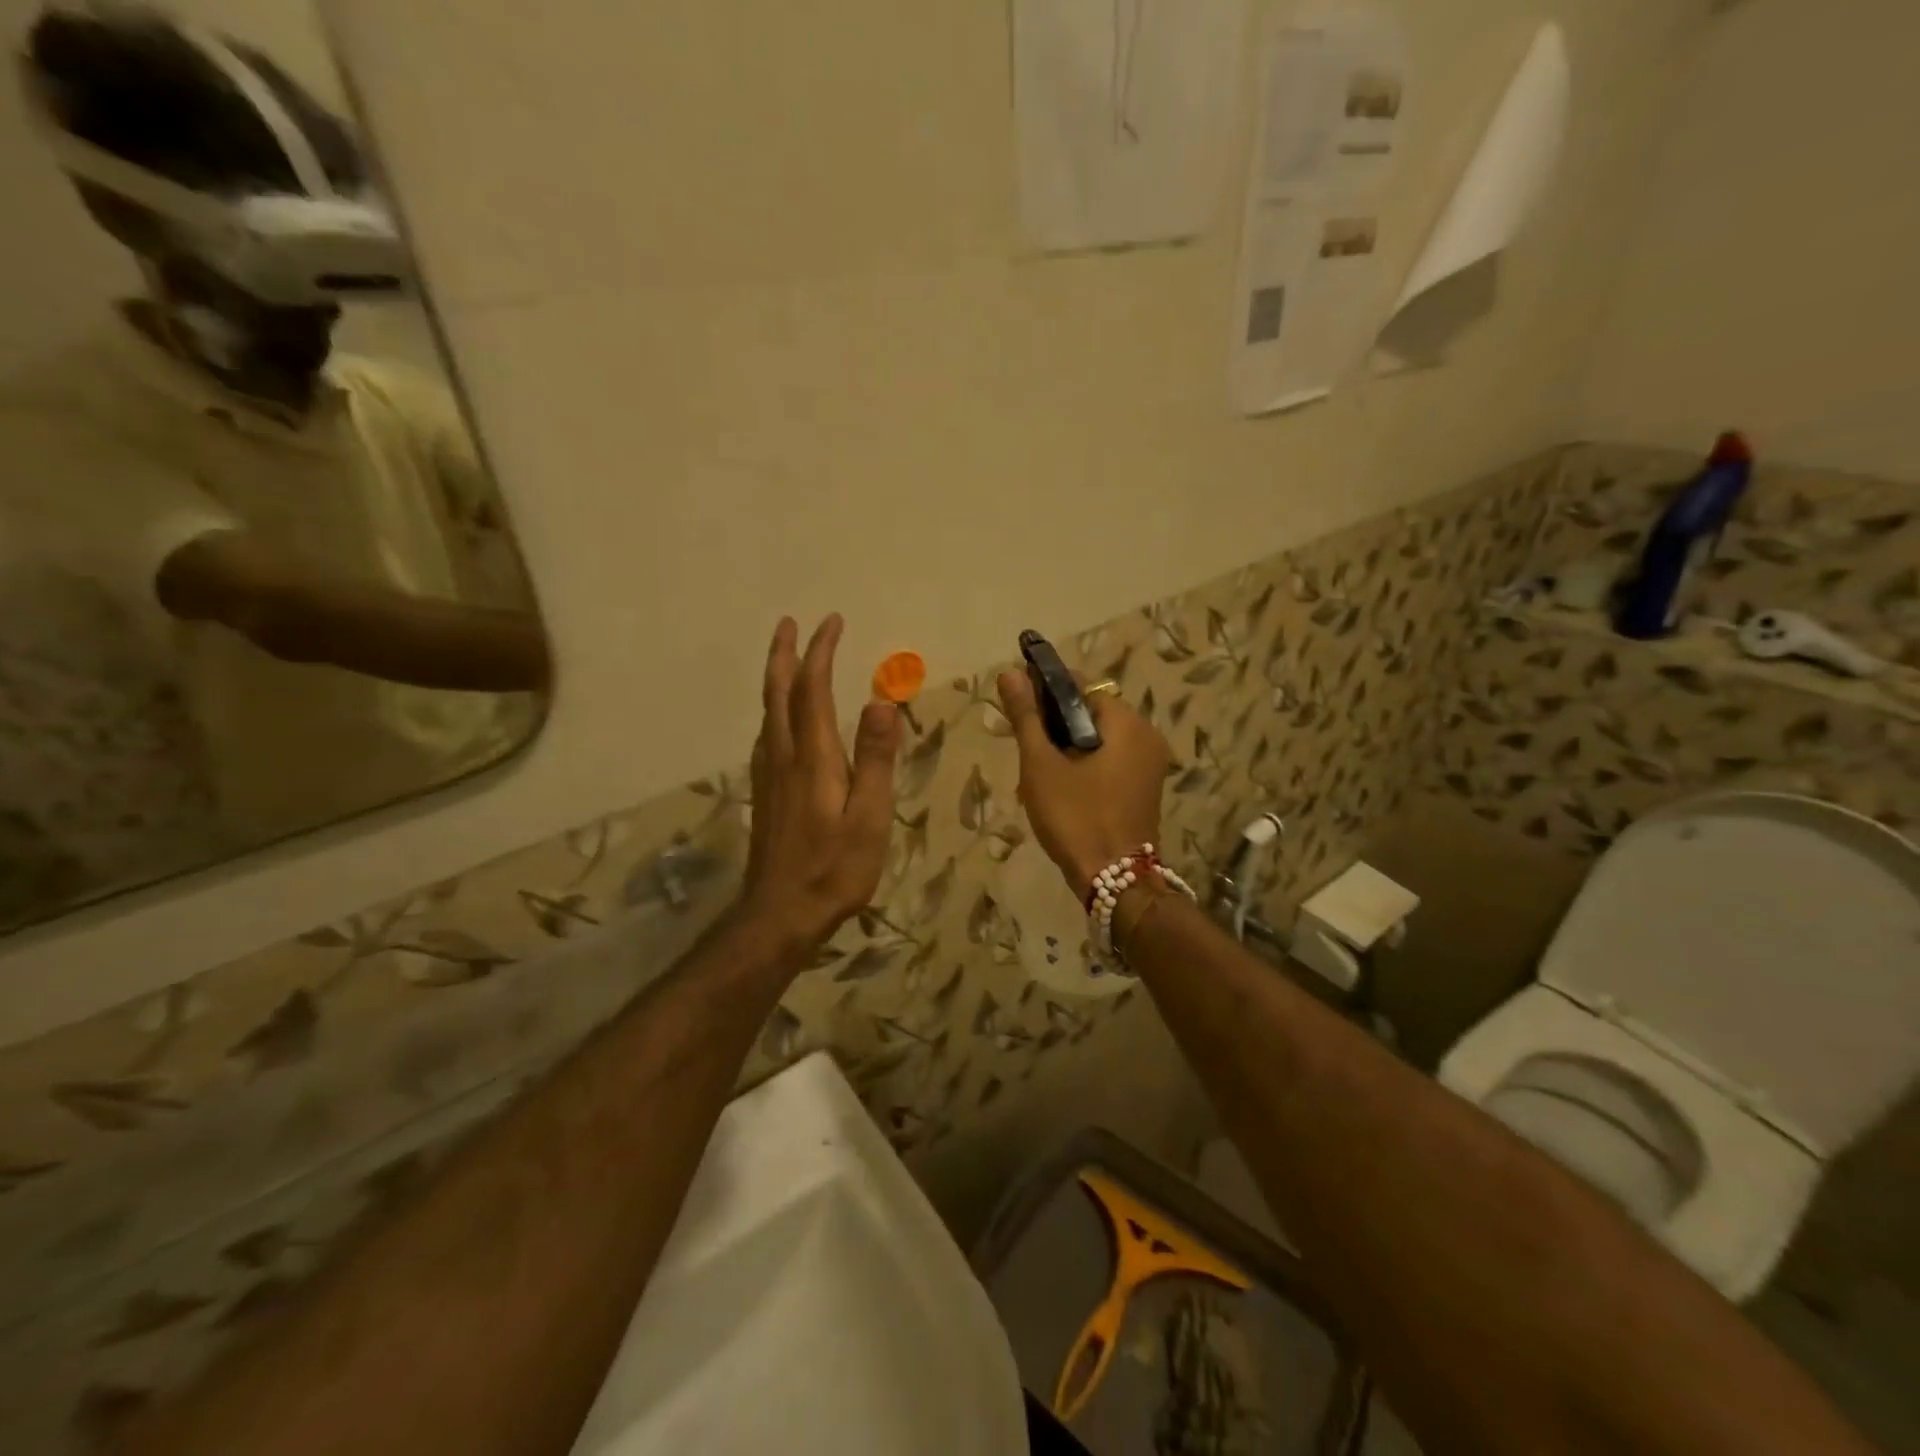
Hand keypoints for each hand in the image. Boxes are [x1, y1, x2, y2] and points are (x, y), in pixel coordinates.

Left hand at [741, 615, 901, 952]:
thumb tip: (880, 701)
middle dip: (785, 654)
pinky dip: (773, 710)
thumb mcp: (869, 817)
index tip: (831, 622)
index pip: (813, 690)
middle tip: (790, 623)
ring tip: (785, 659)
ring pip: (767, 713)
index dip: (820, 653)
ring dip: (776, 678)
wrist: (780, 915)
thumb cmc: (834, 869)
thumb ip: (875, 759)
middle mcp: (783, 756)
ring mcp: (769, 776)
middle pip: (778, 693)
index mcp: (813, 757)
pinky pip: (766, 735)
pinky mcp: (765, 794)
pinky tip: (779, 719)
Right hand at [996, 670, 1169, 893]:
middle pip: (1091, 713)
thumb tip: (1009, 672)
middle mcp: (1146, 736)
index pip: (1082, 687)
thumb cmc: (1075, 817)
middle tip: (1025, 749)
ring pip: (1099, 739)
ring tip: (1036, 773)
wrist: (1115, 881)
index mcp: (1127, 723)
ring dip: (1067, 748)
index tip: (1018, 707)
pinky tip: (1060, 788)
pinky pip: (1111, 761)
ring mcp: (1150, 764)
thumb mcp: (1041, 765)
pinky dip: (1085, 765)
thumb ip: (1026, 716)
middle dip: (1054, 726)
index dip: (1047, 692)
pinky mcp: (1145, 788)